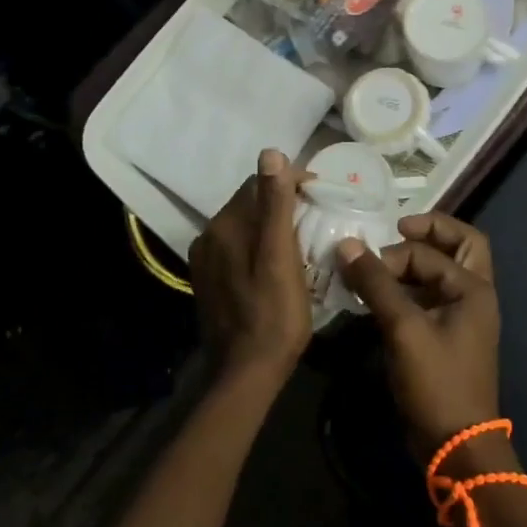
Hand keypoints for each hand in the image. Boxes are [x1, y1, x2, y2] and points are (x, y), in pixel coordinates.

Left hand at [189, 150, 312, 384]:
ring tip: (302, 239)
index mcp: (225, 225)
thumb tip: (271, 153)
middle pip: (250, 203)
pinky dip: (259, 245)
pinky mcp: (209, 279)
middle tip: (317, 218)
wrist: (245, 373)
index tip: (321, 195)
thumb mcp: (281, 257)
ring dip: (271, 224)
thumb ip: (276, 205)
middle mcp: (209, 235)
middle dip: (283, 203)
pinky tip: (278, 262)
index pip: (258, 183)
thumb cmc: (274, 315)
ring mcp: (206, 259)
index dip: (291, 183)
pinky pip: (238, 247)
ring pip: (245, 226)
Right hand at [336, 213, 501, 463]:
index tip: (363, 265)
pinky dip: (408, 289)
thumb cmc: (437, 382)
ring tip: (378, 265)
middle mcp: (474, 295)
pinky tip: (379, 296)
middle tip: (396, 229)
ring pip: (443, 272)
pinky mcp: (446, 337)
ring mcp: (461, 317)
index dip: (393, 254)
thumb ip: (376, 284)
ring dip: (415, 263)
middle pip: (459, 246)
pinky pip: (430, 297)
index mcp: (474, 288)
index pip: (429, 252)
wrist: (456, 445)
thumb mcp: (404, 329)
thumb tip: (346, 244)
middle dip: (429, 233)